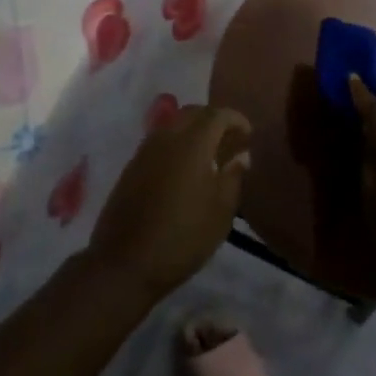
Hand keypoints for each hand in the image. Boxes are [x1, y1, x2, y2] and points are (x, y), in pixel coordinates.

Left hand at [88, 105, 251, 303]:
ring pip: (173, 125)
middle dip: (214, 121)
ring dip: (193, 131)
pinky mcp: (131, 167)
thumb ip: (233, 177)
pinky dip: (176, 145)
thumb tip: (240, 156)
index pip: (217, 114)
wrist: (126, 262)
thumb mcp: (221, 212)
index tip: (249, 134)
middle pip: (193, 113)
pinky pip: (159, 142)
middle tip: (230, 142)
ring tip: (210, 156)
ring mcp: (144, 151)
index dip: (236, 119)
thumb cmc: (183, 238)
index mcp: (192, 143)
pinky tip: (185, 170)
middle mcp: (166, 138)